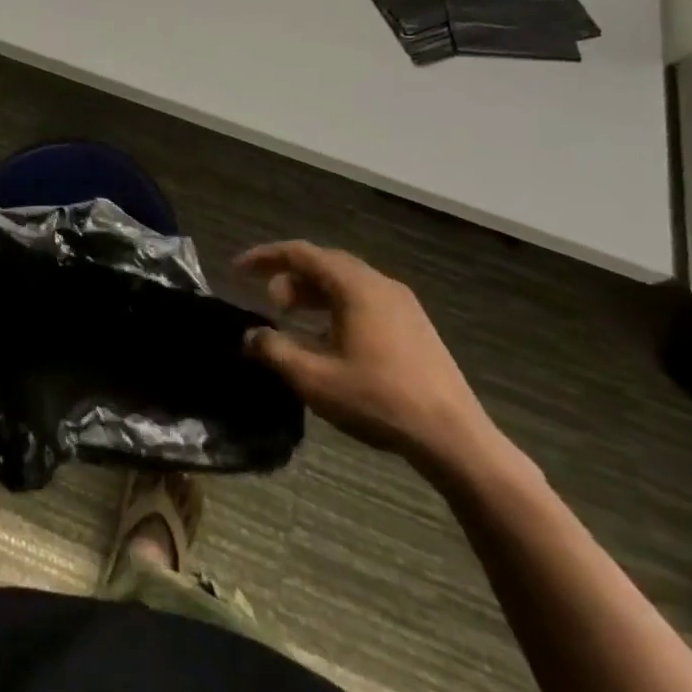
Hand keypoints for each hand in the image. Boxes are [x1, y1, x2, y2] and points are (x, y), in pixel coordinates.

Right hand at [237, 242, 501, 475]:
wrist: (454, 438)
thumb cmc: (379, 400)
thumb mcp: (313, 378)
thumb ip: (274, 351)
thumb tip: (250, 335)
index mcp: (355, 287)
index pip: (301, 253)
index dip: (264, 258)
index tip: (237, 270)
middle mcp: (380, 285)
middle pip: (325, 263)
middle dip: (289, 277)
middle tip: (268, 303)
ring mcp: (402, 305)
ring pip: (346, 282)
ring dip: (313, 293)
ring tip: (291, 318)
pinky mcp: (414, 326)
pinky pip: (364, 300)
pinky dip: (335, 306)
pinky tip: (327, 338)